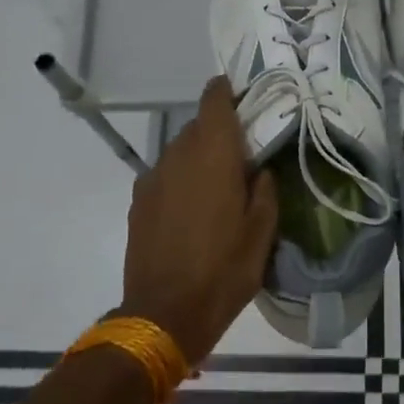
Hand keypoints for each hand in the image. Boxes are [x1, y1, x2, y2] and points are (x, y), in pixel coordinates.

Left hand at [121, 76, 278, 362]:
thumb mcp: (262, 232)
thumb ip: (265, 190)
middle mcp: (179, 156)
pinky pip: (164, 175)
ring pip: (179, 150)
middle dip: (218, 131)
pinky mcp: (139, 202)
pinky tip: (191, 207)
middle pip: (198, 126)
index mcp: (213, 155)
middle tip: (241, 153)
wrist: (164, 313)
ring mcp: (153, 178)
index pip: (214, 101)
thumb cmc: (224, 270)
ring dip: (198, 156)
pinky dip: (180, 178)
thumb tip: (260, 169)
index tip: (240, 93)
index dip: (225, 90)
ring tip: (216, 184)